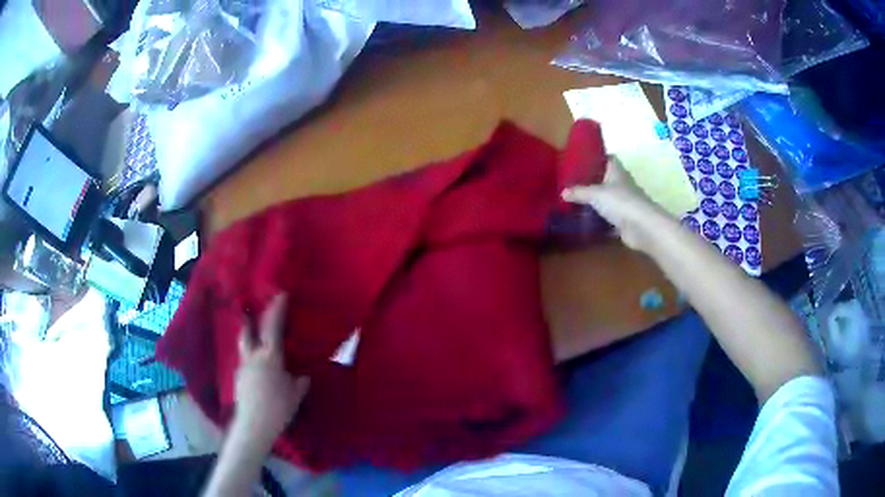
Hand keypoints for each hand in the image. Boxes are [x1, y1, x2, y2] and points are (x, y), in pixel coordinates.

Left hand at [232, 294, 308, 444]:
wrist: (254, 425)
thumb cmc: (278, 407)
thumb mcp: (295, 394)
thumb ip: (299, 382)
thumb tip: (302, 376)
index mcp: (270, 357)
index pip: (273, 327)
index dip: (277, 309)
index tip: (281, 294)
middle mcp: (253, 357)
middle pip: (249, 331)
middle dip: (253, 318)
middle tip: (255, 308)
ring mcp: (243, 367)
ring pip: (244, 345)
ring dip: (248, 336)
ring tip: (254, 335)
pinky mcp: (238, 378)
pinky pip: (245, 360)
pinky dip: (250, 356)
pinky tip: (257, 366)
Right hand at [562, 157, 673, 251]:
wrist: (642, 227)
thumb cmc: (620, 201)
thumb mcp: (595, 194)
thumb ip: (579, 192)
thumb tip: (563, 192)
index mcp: (617, 171)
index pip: (609, 158)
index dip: (597, 157)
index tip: (582, 159)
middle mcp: (622, 185)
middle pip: (606, 179)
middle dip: (592, 180)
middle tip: (572, 182)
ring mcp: (624, 203)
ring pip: (607, 199)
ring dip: (594, 201)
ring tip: (575, 201)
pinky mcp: (624, 220)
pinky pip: (608, 218)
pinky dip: (598, 220)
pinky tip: (584, 221)